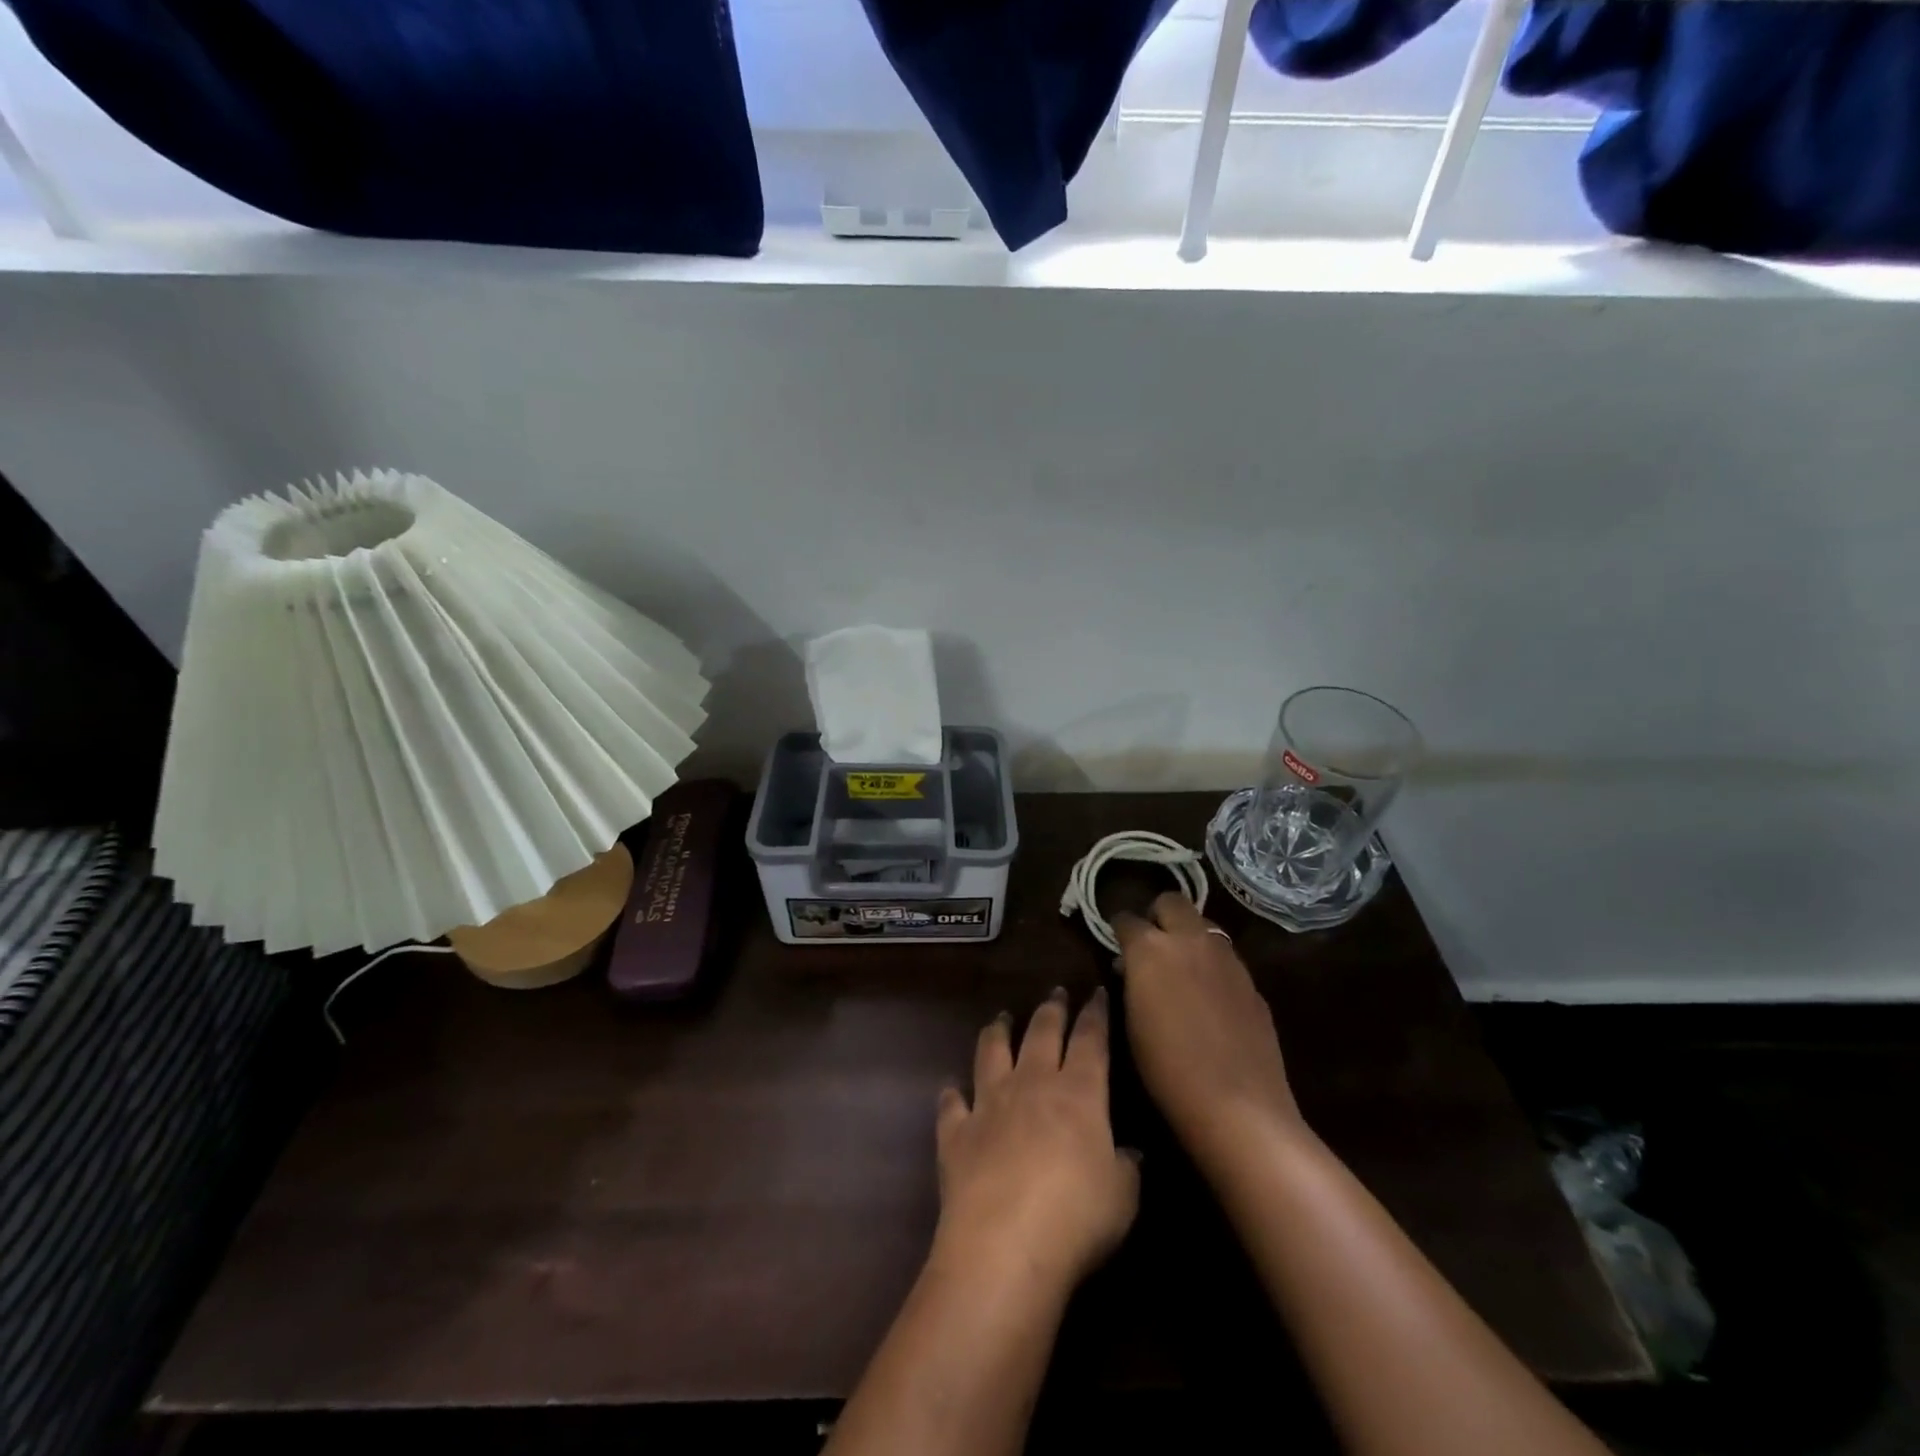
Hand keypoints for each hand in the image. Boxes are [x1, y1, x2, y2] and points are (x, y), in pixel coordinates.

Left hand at [932, 988, 1139, 1296]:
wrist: (1003, 1245)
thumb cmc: (1076, 1218)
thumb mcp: (1122, 1196)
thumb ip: (1126, 1166)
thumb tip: (1129, 1151)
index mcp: (1078, 1092)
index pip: (1090, 1039)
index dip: (1095, 1014)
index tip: (1097, 993)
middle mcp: (1031, 1084)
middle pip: (1041, 1032)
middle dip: (1051, 1009)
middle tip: (1055, 992)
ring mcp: (989, 1103)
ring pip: (992, 1052)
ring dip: (997, 1032)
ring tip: (1001, 1018)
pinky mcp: (956, 1132)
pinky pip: (952, 1104)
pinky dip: (952, 1094)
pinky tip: (951, 1089)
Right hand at [1112, 893, 1301, 1169]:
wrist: (1238, 1105)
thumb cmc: (1167, 1069)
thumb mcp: (1131, 1021)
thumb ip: (1132, 980)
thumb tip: (1132, 966)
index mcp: (1151, 949)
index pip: (1126, 919)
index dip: (1118, 931)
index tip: (1116, 947)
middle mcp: (1190, 940)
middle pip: (1171, 901)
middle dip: (1157, 915)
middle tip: (1151, 945)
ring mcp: (1227, 958)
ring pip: (1203, 924)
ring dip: (1188, 936)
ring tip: (1182, 969)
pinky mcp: (1251, 981)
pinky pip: (1225, 957)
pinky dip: (1211, 964)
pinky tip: (1210, 998)